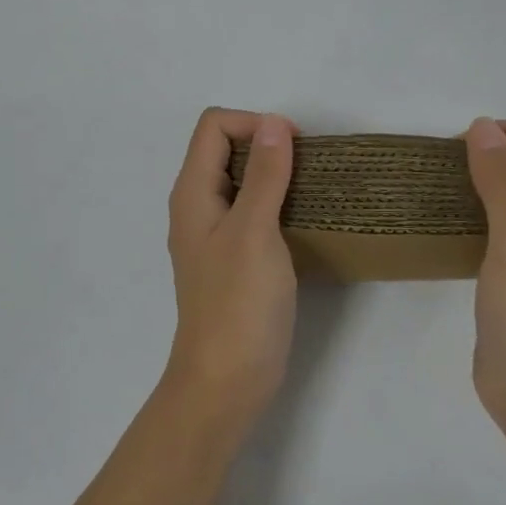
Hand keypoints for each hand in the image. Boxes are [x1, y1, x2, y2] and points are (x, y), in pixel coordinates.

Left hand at [164, 107, 299, 431]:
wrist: (226, 382)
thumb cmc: (238, 304)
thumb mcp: (254, 231)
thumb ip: (264, 175)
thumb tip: (275, 123)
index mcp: (193, 192)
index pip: (214, 126)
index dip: (253, 123)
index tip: (293, 147)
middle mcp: (199, 206)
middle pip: (226, 148)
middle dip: (267, 145)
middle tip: (308, 167)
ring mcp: (216, 234)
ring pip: (243, 180)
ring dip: (276, 174)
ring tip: (312, 189)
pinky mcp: (235, 258)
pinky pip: (253, 211)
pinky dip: (278, 203)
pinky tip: (304, 220)